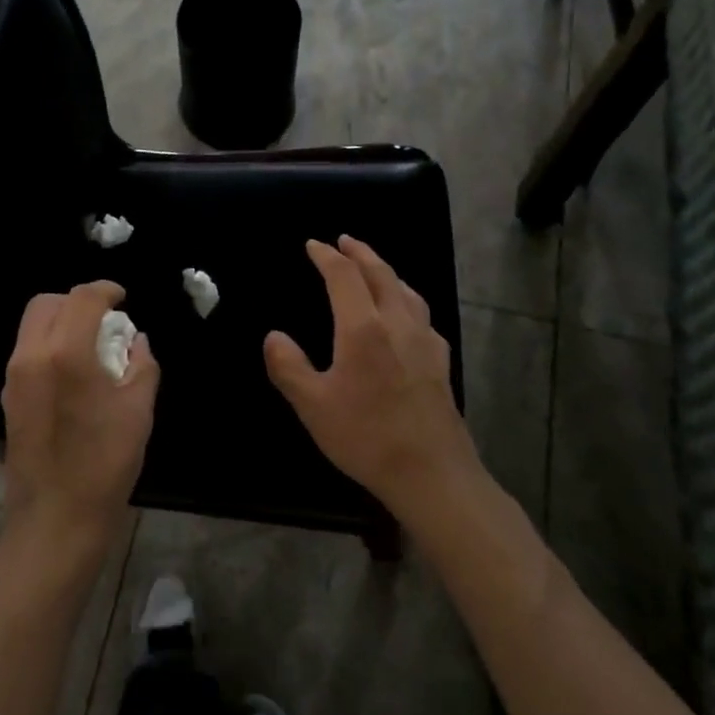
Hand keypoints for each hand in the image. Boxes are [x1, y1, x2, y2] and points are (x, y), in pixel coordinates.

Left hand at [0, 281, 158, 567]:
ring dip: (61, 322)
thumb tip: (136, 341)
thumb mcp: (138, 411)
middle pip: (46, 303)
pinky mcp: (8, 398)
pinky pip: (28, 352)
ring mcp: (14, 377)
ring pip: (33, 326)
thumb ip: (141, 365)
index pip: (82, 299)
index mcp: (66, 353)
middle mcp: (32, 356)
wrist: (55, 520)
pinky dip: (50, 345)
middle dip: (76, 301)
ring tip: (91, 345)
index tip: (122, 298)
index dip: (105, 290)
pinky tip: (74, 372)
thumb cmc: (104, 464)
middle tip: (104, 320)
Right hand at [263, 236, 477, 519]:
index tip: (313, 244)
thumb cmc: (367, 437)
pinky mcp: (440, 360)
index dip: (327, 256)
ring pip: (405, 290)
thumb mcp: (313, 406)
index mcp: (363, 328)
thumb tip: (274, 336)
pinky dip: (404, 296)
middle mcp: (397, 323)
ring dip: (385, 270)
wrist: (433, 474)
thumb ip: (289, 367)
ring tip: (372, 267)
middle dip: (360, 253)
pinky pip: (420, 312)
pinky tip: (404, 313)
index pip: (344, 276)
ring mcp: (424, 340)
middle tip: (344, 240)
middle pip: (380, 273)